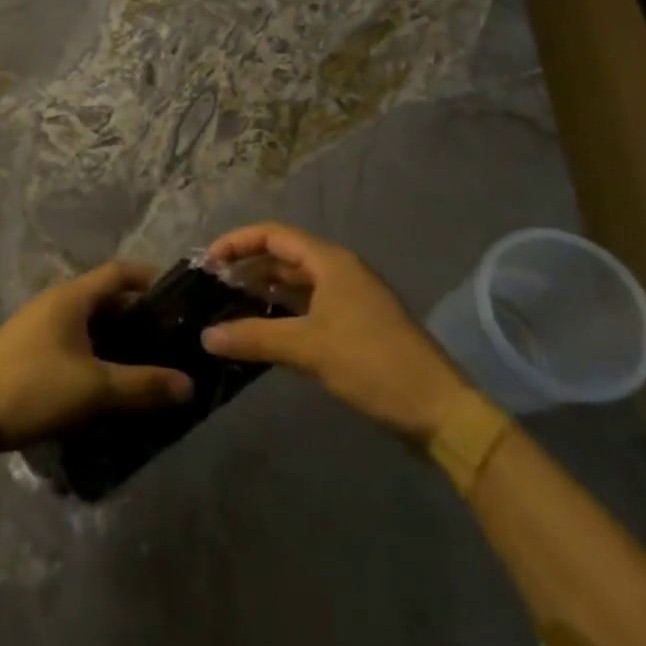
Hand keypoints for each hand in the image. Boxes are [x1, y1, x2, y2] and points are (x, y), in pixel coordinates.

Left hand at [0, 262, 193, 458]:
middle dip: (138, 315)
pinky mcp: (27, 351)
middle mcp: (54, 303)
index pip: (119, 272)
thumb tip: (189, 384)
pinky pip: (72, 342)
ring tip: (146, 363)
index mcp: (71, 297)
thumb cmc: (32, 389)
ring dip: (116, 338)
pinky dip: (96, 354)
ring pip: (88, 323)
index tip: (180, 297)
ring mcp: (37, 327)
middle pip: (105, 298)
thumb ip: (143, 385)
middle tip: (170, 339)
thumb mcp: (94, 389)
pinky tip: (107, 382)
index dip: (150, 278)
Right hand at [200, 223, 469, 441]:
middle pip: (284, 256)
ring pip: (297, 284)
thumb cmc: (372, 364)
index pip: (273, 235)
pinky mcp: (356, 325)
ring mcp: (350, 298)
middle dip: (248, 267)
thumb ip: (254, 337)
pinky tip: (263, 331)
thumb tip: (205, 336)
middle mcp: (340, 271)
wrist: (439, 410)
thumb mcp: (308, 348)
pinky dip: (283, 313)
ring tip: (230, 307)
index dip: (238, 242)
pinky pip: (310, 306)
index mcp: (331, 262)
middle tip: (213, 288)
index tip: (207, 263)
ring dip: (264, 291)